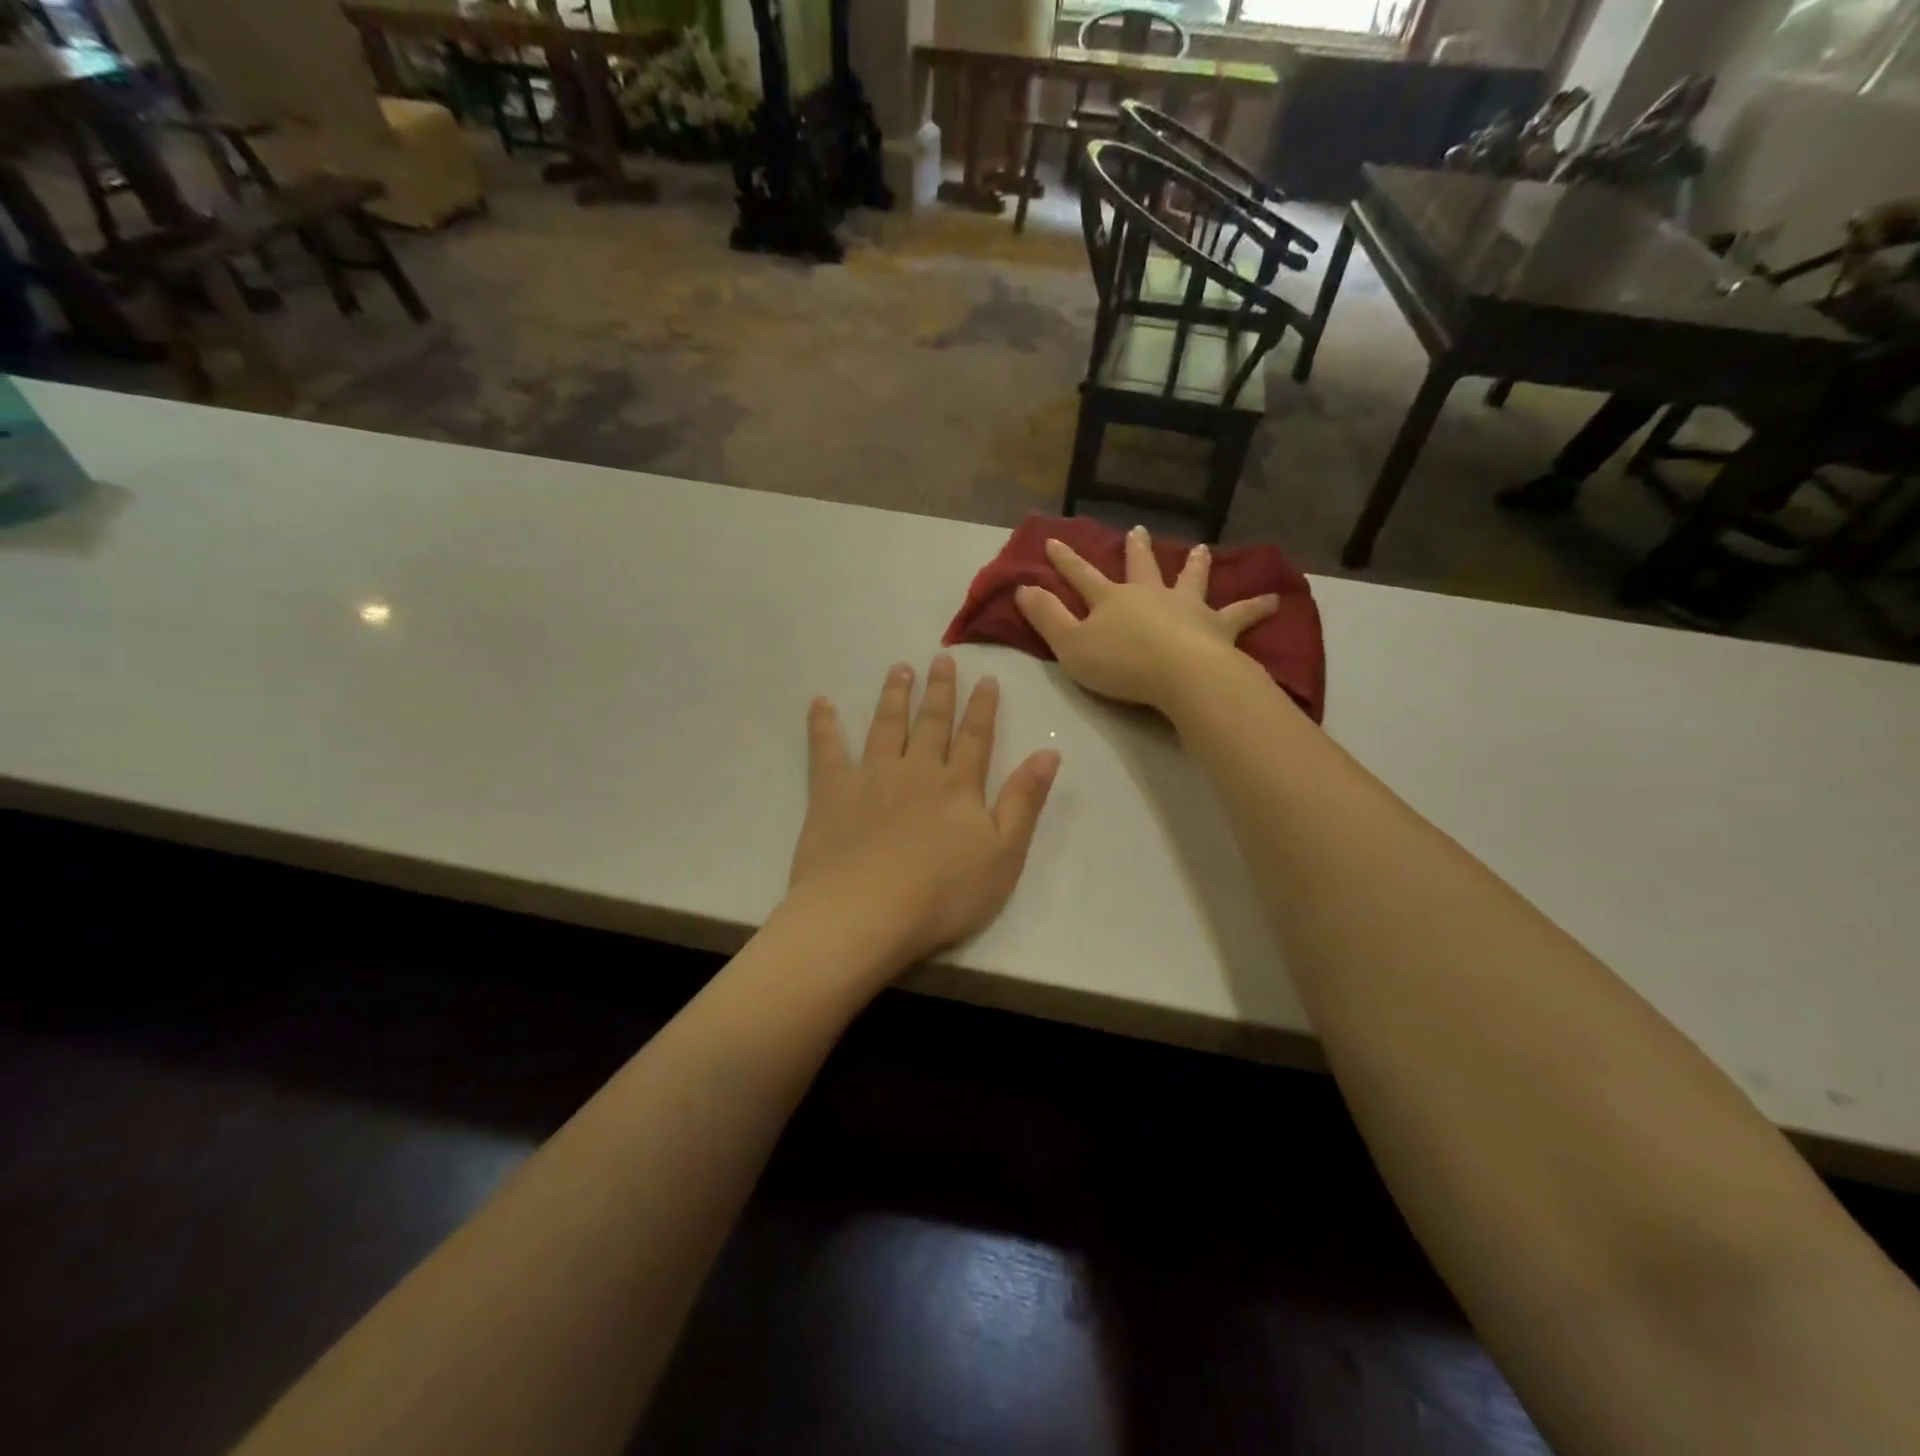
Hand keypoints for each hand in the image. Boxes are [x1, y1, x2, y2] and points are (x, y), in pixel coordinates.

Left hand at [788, 655, 1060, 971]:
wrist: (867, 912)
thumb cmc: (943, 893)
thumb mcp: (1004, 854)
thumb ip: (1024, 801)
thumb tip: (1049, 752)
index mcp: (958, 787)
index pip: (975, 737)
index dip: (982, 707)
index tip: (985, 678)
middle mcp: (916, 771)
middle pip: (931, 723)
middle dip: (939, 690)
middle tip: (940, 658)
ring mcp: (871, 778)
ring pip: (885, 726)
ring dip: (894, 696)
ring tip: (898, 669)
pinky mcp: (832, 793)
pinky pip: (826, 750)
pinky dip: (823, 725)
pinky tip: (820, 703)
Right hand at [1013, 526, 1278, 713]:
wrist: (1181, 674)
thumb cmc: (1121, 664)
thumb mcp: (1070, 645)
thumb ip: (1047, 618)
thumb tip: (1021, 588)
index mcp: (1112, 599)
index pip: (1082, 575)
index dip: (1065, 560)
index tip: (1052, 541)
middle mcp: (1151, 594)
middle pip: (1141, 567)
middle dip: (1135, 549)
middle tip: (1137, 530)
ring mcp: (1187, 608)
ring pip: (1191, 579)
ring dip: (1195, 565)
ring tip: (1202, 549)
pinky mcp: (1218, 627)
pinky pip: (1240, 614)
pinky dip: (1255, 606)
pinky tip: (1274, 600)